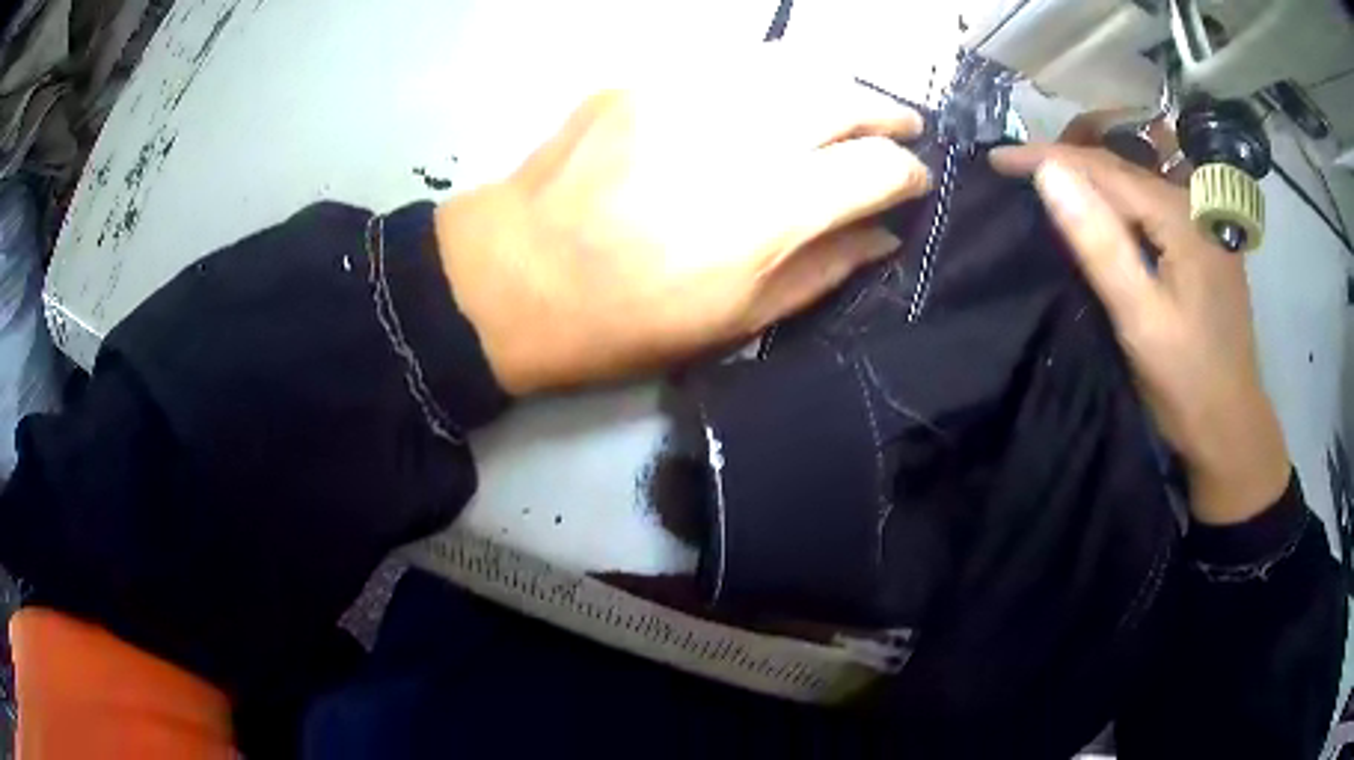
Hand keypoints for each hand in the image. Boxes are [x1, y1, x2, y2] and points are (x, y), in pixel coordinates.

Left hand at [434, 53, 930, 394]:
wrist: (513, 276)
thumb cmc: (624, 320)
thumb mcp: (735, 321)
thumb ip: (823, 269)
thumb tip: (884, 236)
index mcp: (770, 211)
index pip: (876, 168)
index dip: (909, 174)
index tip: (913, 183)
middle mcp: (740, 136)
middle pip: (845, 97)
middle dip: (886, 113)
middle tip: (898, 129)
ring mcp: (686, 95)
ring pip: (793, 64)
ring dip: (834, 84)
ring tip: (843, 108)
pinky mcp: (643, 79)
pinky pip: (731, 62)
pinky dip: (770, 77)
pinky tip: (769, 99)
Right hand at [990, 144, 1288, 524]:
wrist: (1230, 427)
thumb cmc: (1186, 380)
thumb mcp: (1139, 316)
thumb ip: (1099, 242)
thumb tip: (1049, 173)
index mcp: (1180, 215)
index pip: (1103, 168)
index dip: (1047, 157)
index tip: (998, 159)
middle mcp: (1195, 203)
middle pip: (1122, 165)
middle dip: (1067, 158)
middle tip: (1017, 165)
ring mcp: (1204, 222)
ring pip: (1138, 178)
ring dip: (1093, 171)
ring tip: (1052, 174)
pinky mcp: (1205, 242)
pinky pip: (1154, 201)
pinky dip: (1120, 195)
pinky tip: (1104, 204)